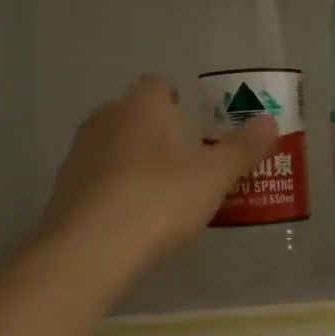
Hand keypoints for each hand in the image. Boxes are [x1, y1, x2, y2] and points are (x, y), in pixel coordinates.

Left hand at [44, 76, 277, 266]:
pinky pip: (100, 175)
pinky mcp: (65, 186)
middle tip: (190, 159)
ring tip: (165, 190)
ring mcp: (80, 152)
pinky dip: (117, 185)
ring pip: (116, 144)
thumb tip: (269, 122)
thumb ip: (243, 148)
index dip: (179, 99)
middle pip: (137, 114)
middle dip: (161, 130)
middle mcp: (106, 119)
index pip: (159, 84)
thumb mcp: (214, 177)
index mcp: (142, 106)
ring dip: (137, 158)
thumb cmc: (158, 201)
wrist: (89, 250)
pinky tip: (135, 214)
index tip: (197, 124)